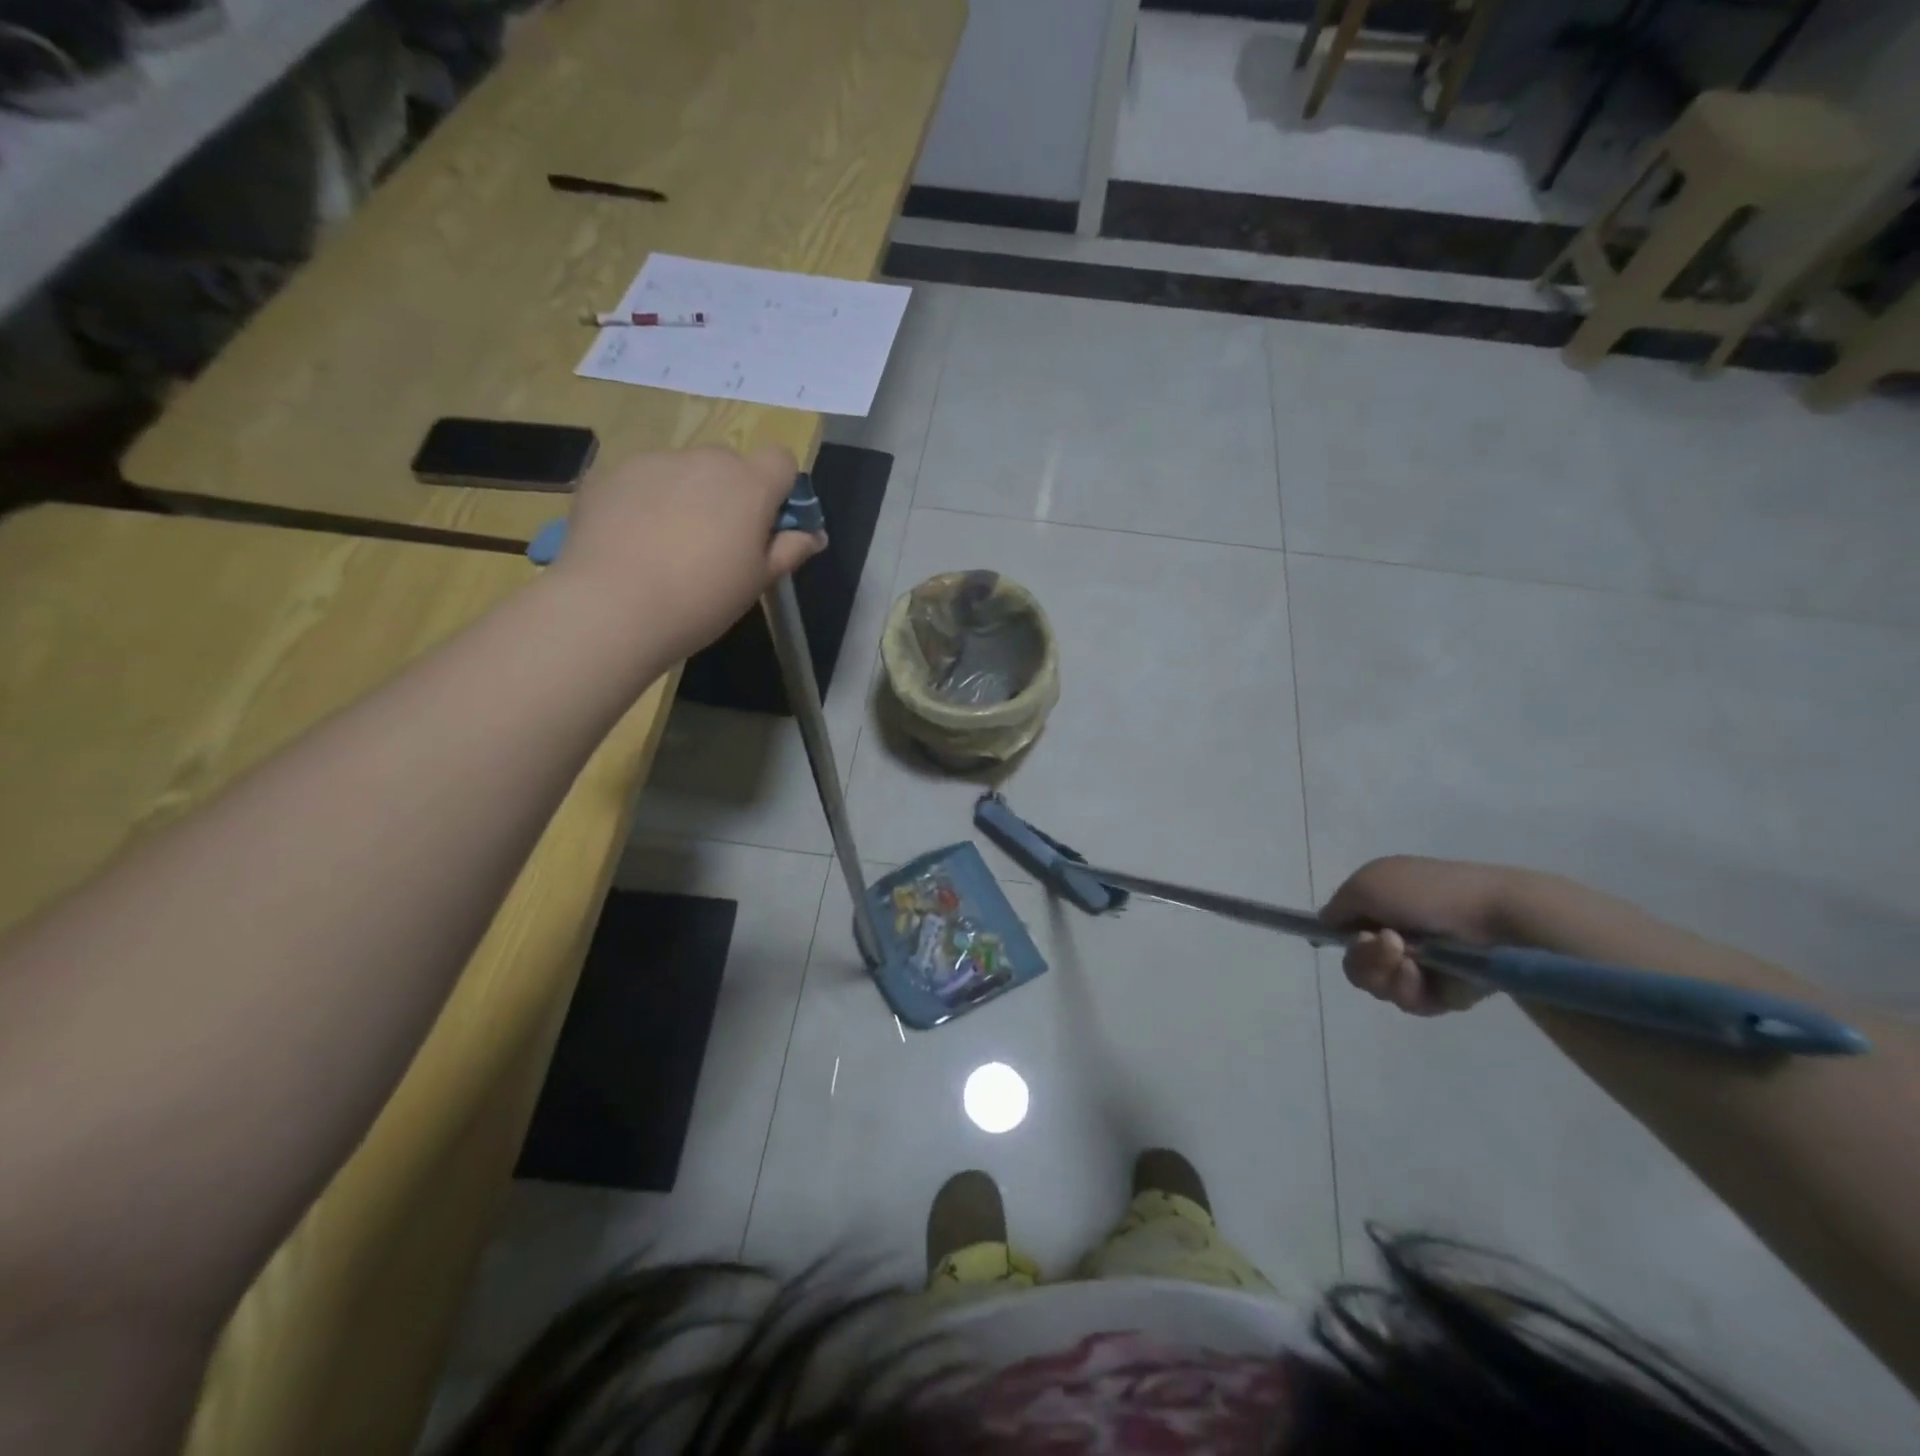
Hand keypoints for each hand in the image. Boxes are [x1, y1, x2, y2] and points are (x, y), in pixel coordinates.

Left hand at [549, 445, 825, 659]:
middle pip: (730, 465)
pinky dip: (645, 502)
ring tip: (667, 547)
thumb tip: (814, 535)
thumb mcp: (758, 581)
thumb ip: (790, 550)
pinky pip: (642, 481)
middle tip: (717, 545)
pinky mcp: (609, 472)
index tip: (767, 526)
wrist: (612, 607)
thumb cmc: (702, 599)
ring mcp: (653, 461)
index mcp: (749, 483)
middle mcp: (704, 459)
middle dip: (730, 494)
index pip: (781, 459)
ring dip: (686, 496)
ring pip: (683, 471)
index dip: (780, 489)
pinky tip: (632, 543)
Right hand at [1321, 856, 1533, 1016]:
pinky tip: (1425, 976)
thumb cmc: (1428, 893)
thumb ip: (1335, 907)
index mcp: (1381, 902)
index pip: (1344, 928)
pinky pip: (1407, 1002)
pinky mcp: (1442, 993)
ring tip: (1411, 961)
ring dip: (1385, 973)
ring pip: (1376, 984)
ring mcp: (1420, 964)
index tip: (1343, 936)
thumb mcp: (1366, 883)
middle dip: (1363, 958)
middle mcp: (1396, 933)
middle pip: (1354, 962)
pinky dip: (1410, 989)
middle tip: (1386, 946)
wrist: (1497, 921)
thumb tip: (1327, 926)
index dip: (1338, 935)